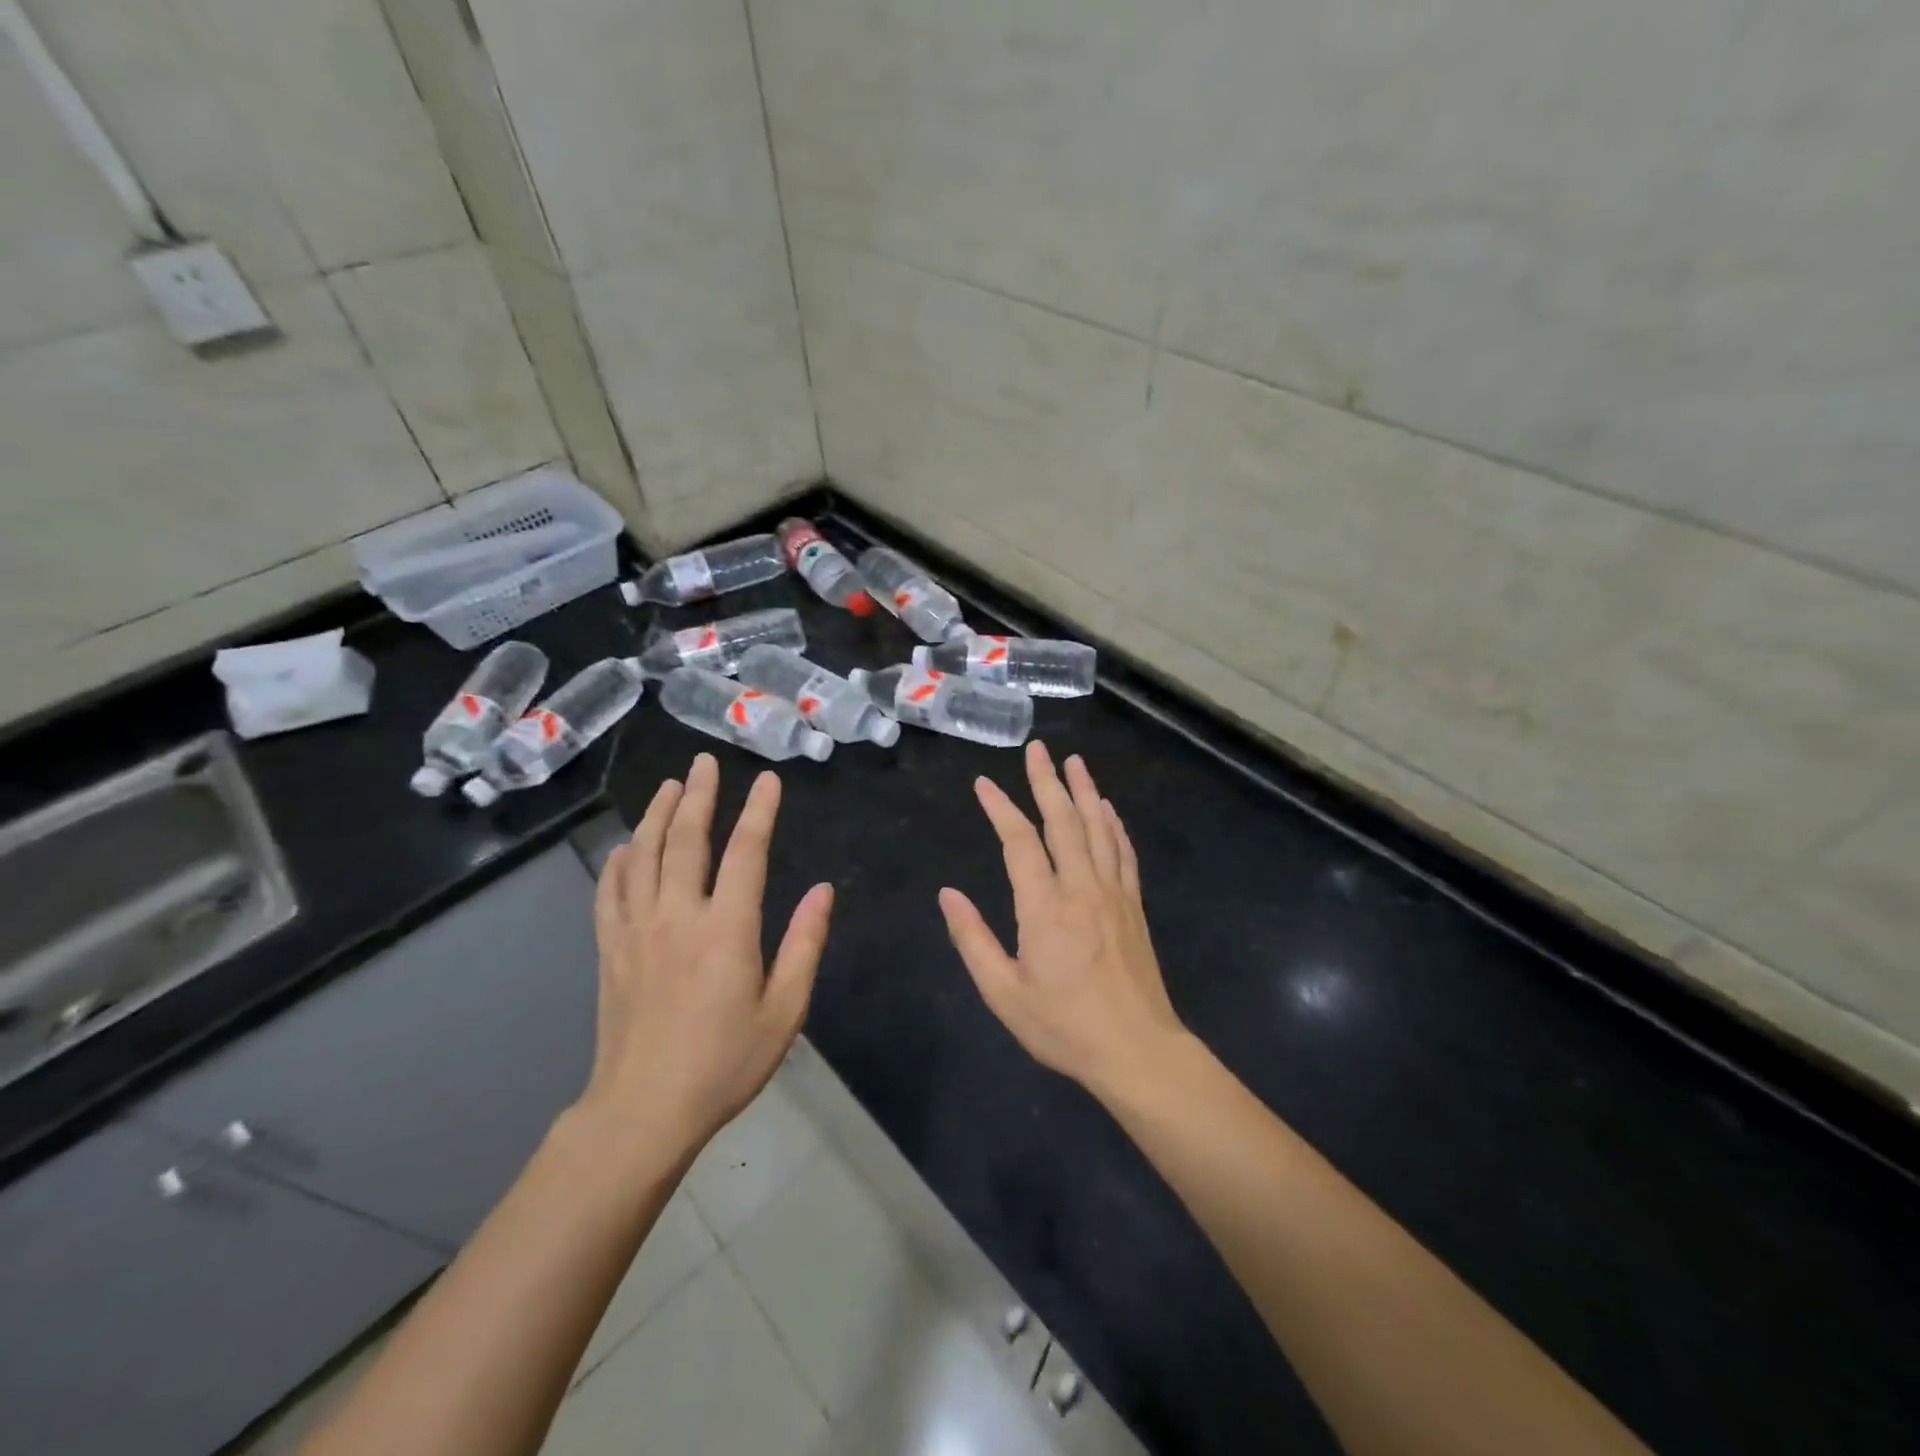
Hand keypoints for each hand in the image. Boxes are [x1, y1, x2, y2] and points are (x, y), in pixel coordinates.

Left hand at [576, 753, 833, 1163]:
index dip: (758, 812)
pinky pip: (610, 891)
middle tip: (706, 762)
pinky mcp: (611, 949)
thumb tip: (823, 891)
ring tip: (671, 786)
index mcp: (726, 930)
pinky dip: (619, 861)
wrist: (643, 1111)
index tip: (767, 779)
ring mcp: (637, 930)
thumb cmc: (725, 1063)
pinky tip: (626, 846)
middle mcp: (678, 916)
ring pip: (644, 856)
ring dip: (657, 815)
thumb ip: (804, 945)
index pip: (746, 853)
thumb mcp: (784, 1011)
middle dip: (700, 796)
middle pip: (686, 841)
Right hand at [940, 740, 1184, 1097]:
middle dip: (1047, 782)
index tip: (983, 783)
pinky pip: (1124, 853)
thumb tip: (947, 895)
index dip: (1000, 808)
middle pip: (1063, 821)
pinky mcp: (1134, 905)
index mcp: (1045, 907)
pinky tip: (1108, 809)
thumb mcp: (1004, 993)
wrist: (1137, 1050)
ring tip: (1075, 761)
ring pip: (1098, 829)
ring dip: (1085, 791)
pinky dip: (1114, 825)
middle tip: (1038, 749)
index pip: (1019, 842)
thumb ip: (973, 940)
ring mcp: (1113, 893)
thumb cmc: (1064, 1026)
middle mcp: (1082, 888)